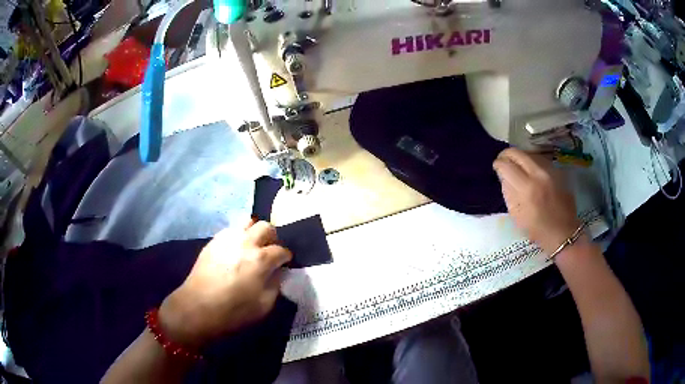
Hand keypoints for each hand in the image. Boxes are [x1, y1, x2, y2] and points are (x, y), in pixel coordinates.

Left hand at [158, 221, 291, 347]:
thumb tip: (278, 272)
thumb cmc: (234, 310)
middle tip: (271, 251)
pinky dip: (238, 237)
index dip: (286, 257)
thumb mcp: (264, 305)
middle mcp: (246, 242)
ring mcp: (227, 239)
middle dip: (273, 237)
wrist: (198, 307)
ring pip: (247, 223)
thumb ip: (276, 285)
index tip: (285, 264)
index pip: (282, 250)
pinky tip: (235, 251)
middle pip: (266, 227)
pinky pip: (231, 231)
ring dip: (254, 233)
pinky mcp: (213, 241)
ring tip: (252, 248)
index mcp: (261, 259)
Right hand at [493, 148, 580, 254]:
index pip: (507, 166)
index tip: (496, 167)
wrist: (563, 232)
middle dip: (507, 154)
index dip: (498, 164)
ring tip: (515, 164)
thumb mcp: (517, 216)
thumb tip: (503, 176)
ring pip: (529, 153)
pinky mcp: (558, 171)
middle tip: (503, 160)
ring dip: (520, 157)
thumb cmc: (538, 230)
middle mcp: (538, 175)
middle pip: (518, 154)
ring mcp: (550, 171)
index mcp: (527, 189)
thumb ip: (509, 193)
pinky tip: (529, 168)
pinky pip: (540, 159)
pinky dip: (531, 161)